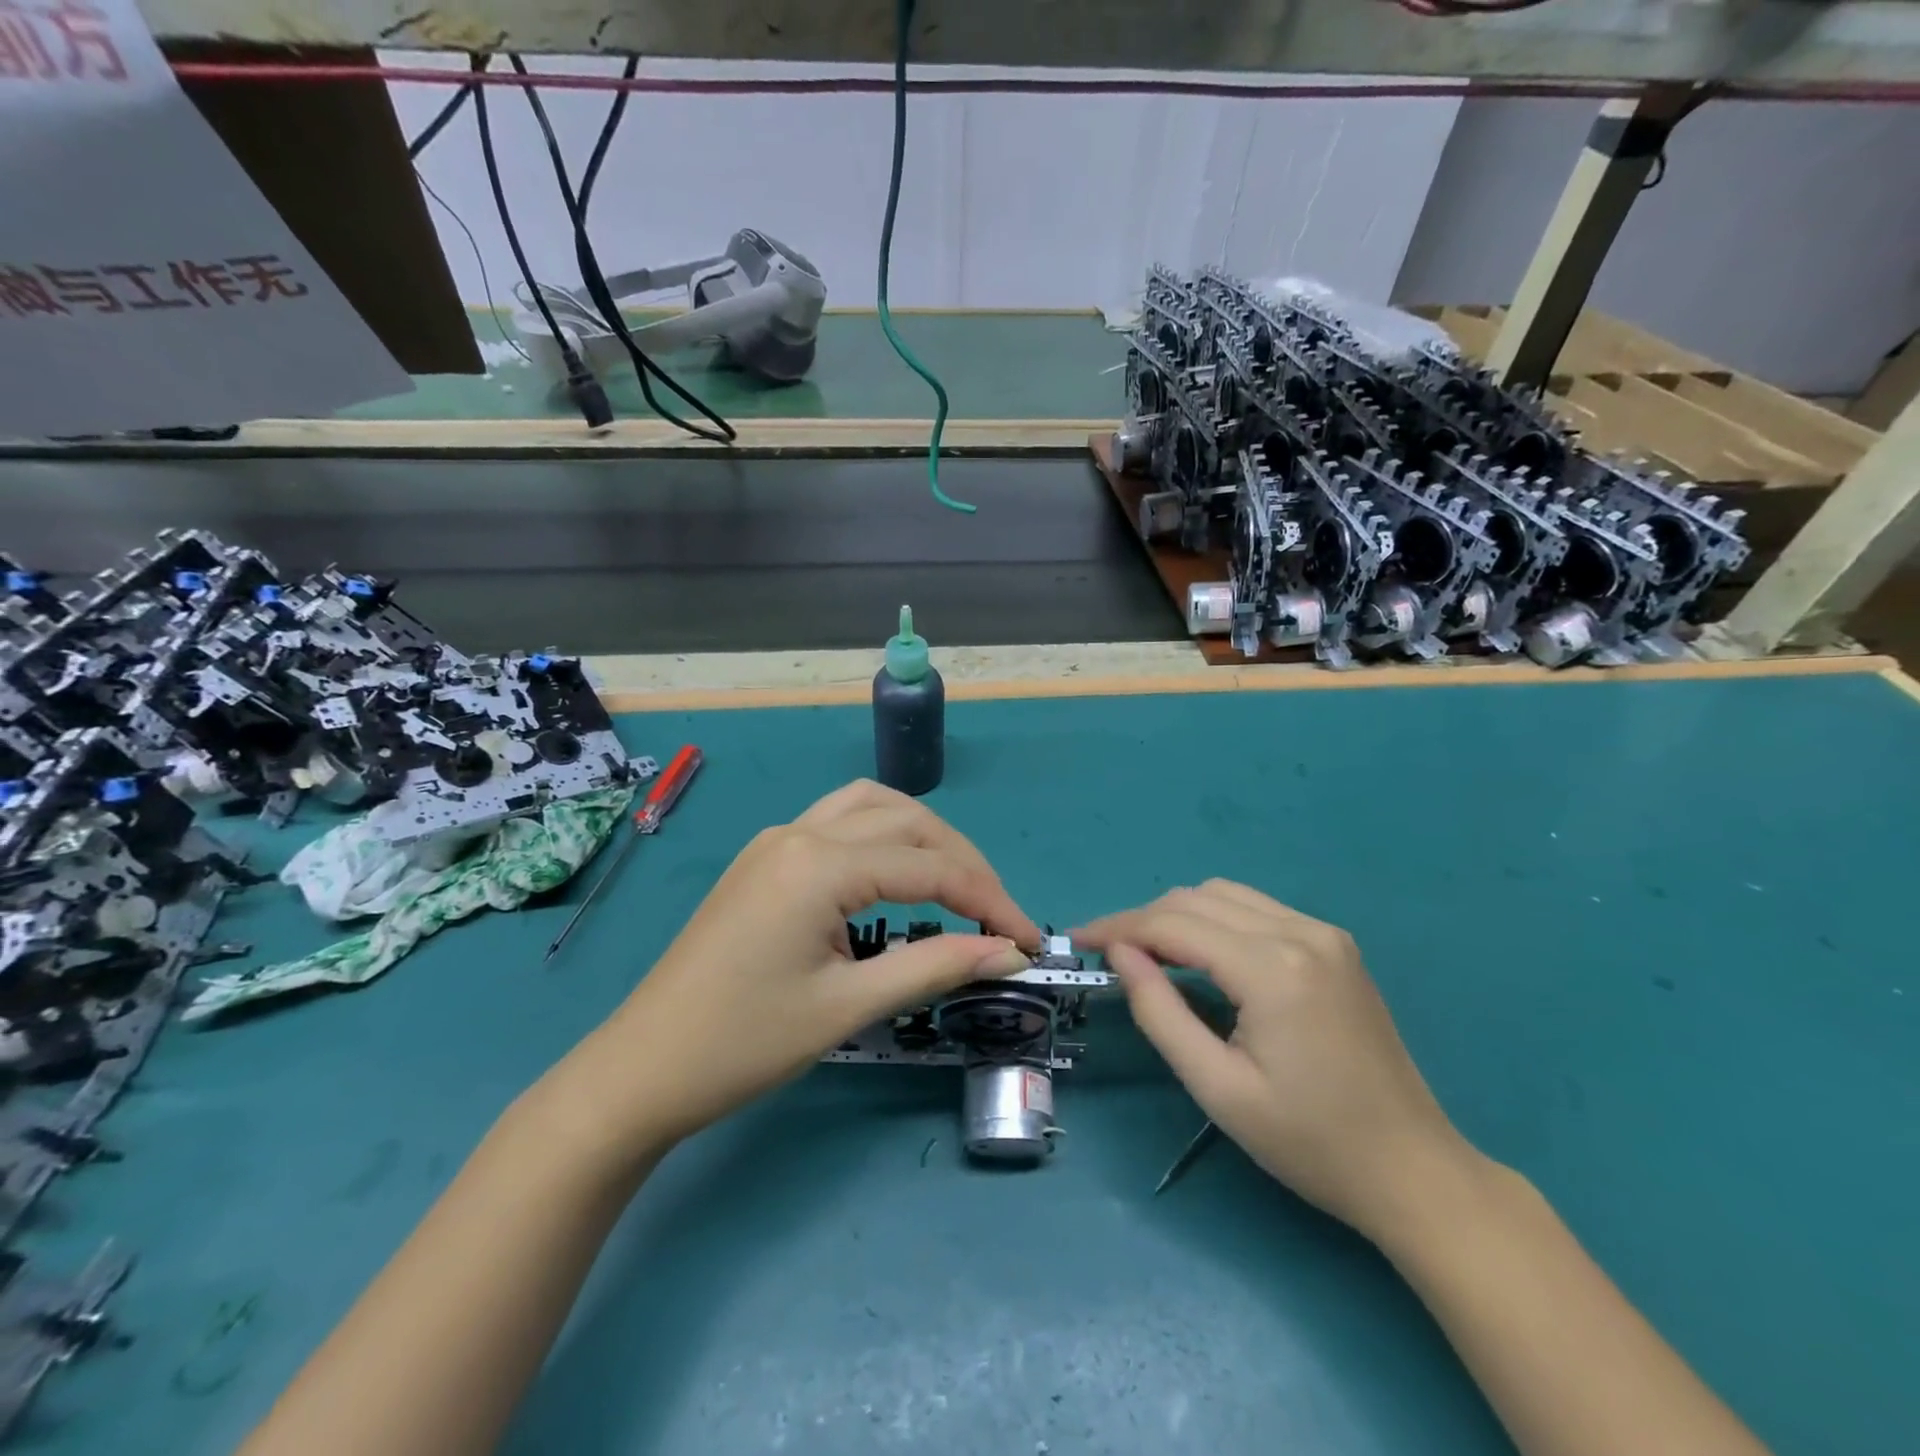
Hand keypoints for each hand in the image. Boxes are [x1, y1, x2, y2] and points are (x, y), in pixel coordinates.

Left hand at [586, 780, 1039, 1149]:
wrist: (642, 1069)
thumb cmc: (743, 1043)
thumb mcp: (848, 1006)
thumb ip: (936, 967)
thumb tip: (1009, 952)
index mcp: (819, 864)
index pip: (930, 867)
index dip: (990, 901)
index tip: (1029, 940)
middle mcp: (800, 832)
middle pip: (907, 821)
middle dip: (963, 861)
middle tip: (999, 916)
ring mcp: (778, 840)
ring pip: (871, 806)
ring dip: (924, 836)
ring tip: (958, 884)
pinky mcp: (766, 858)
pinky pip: (840, 822)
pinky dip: (884, 837)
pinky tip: (897, 875)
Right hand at [1077, 880, 1474, 1240]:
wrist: (1412, 1170)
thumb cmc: (1309, 1142)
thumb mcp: (1217, 1087)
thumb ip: (1159, 1011)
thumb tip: (1120, 953)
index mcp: (1273, 968)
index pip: (1173, 924)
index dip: (1118, 926)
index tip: (1078, 939)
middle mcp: (1301, 932)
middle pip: (1196, 898)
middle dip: (1143, 919)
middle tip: (1108, 954)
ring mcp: (1323, 933)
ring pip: (1225, 895)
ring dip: (1178, 915)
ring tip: (1148, 953)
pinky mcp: (1334, 944)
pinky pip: (1256, 909)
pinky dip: (1214, 920)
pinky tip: (1201, 954)